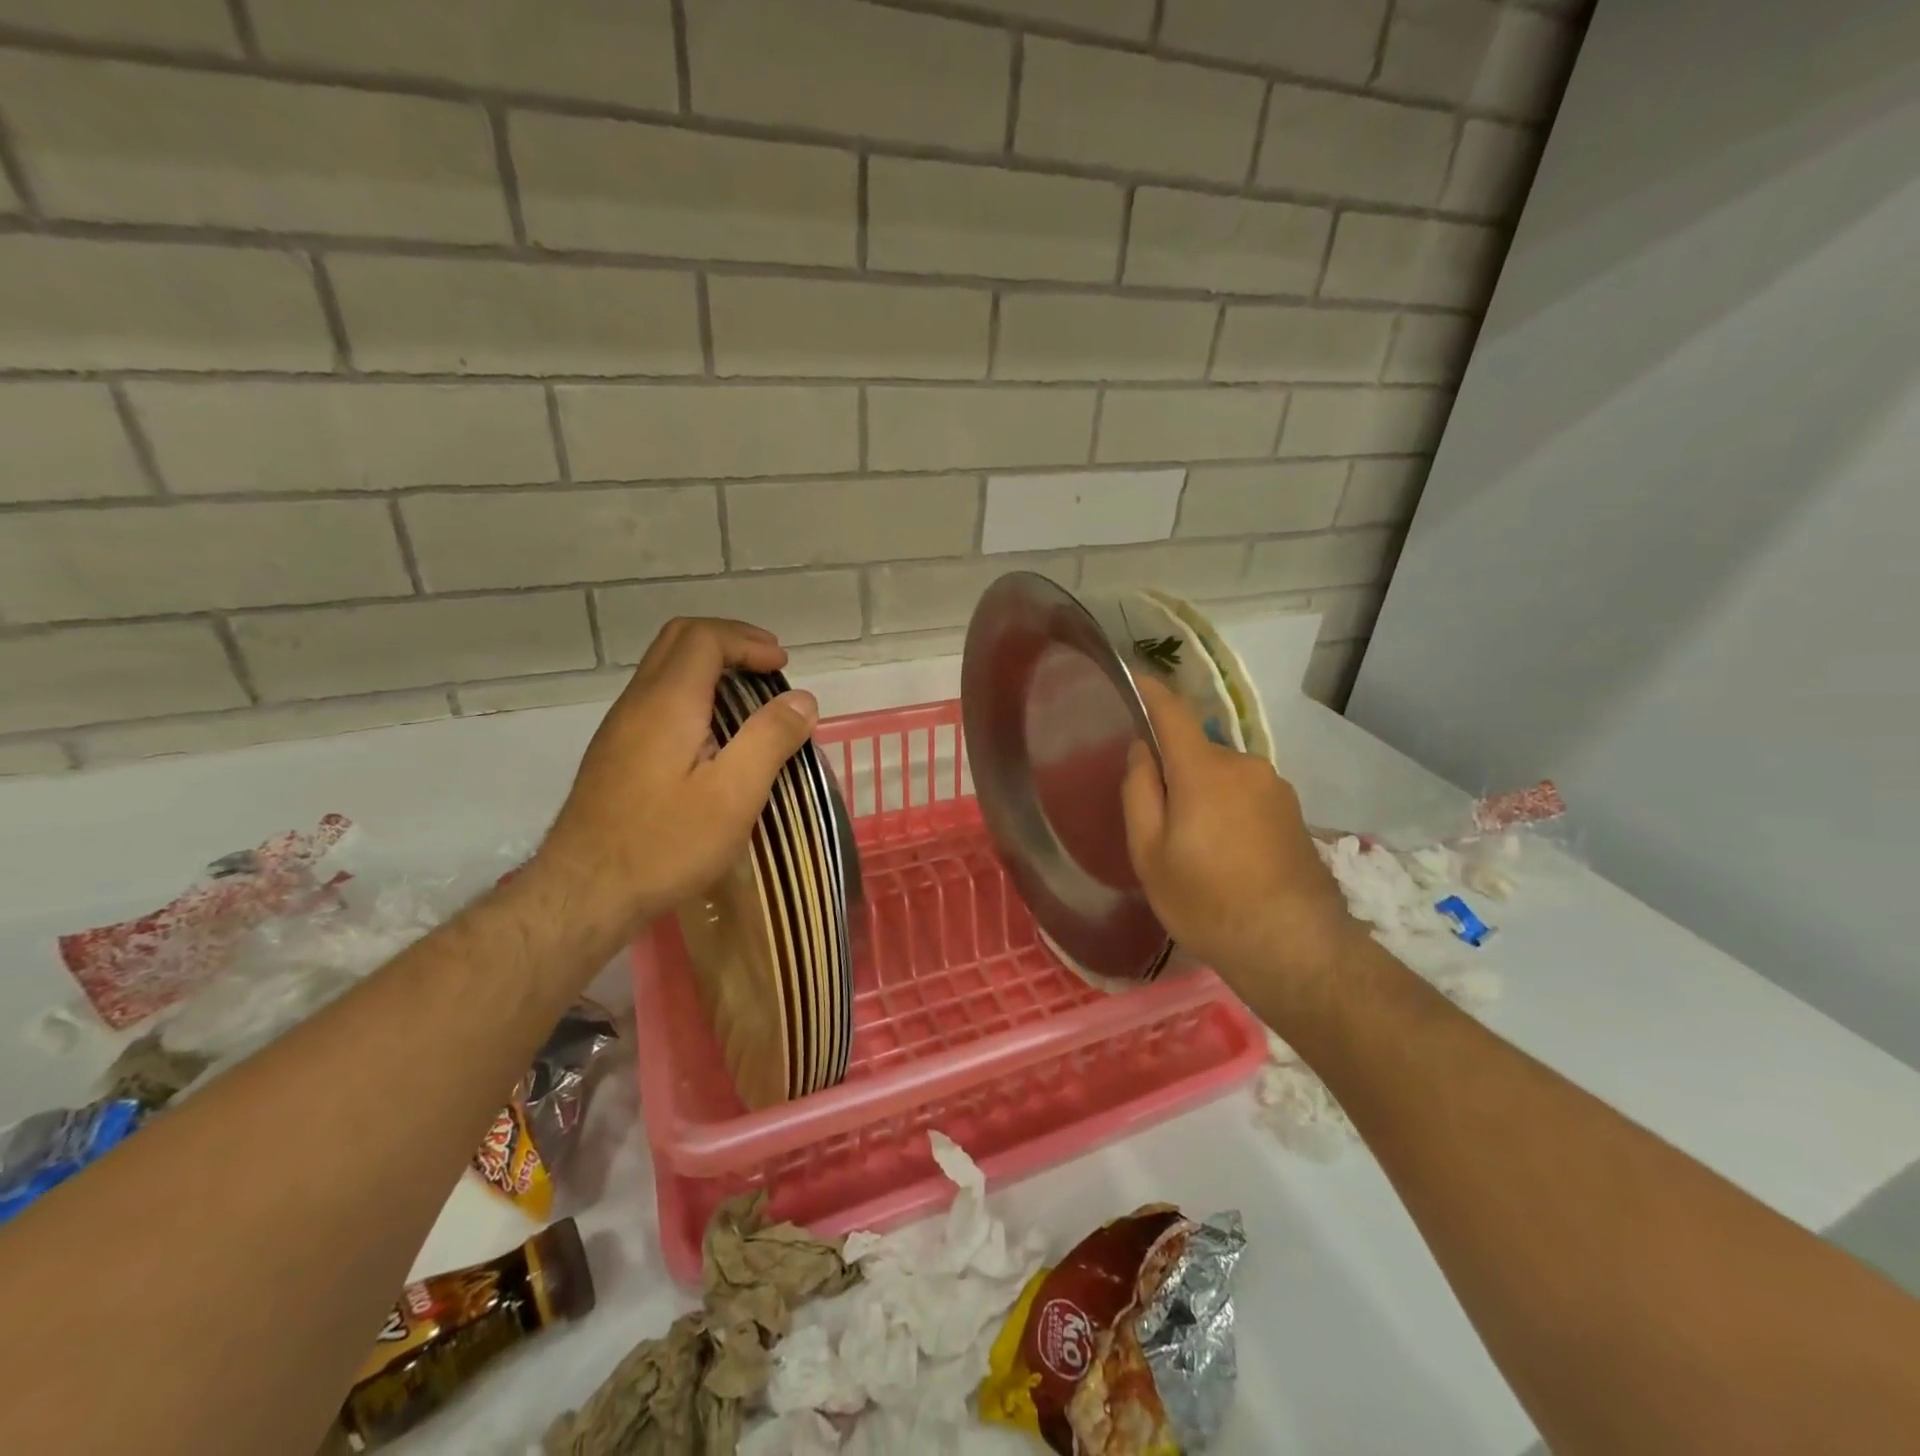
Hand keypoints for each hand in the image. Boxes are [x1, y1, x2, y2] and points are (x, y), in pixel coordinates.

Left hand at [535, 618, 818, 939]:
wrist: (583, 894)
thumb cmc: (665, 844)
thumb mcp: (734, 794)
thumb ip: (770, 739)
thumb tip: (802, 700)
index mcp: (667, 702)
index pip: (705, 637)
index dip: (748, 641)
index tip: (783, 668)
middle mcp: (637, 703)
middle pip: (679, 640)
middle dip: (729, 641)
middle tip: (768, 666)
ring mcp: (620, 729)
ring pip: (664, 670)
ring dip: (710, 667)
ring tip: (750, 698)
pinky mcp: (615, 755)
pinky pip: (657, 700)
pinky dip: (694, 694)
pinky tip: (715, 736)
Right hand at [1121, 677, 1361, 1011]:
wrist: (1294, 948)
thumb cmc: (1207, 902)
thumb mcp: (1150, 854)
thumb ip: (1140, 793)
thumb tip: (1142, 751)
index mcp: (1204, 770)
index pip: (1172, 712)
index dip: (1151, 691)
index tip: (1134, 678)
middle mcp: (1244, 765)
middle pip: (1195, 751)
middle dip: (1174, 772)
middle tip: (1158, 823)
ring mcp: (1275, 787)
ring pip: (1221, 776)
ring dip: (1203, 795)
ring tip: (1196, 849)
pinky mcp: (1293, 811)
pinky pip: (1246, 795)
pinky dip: (1228, 810)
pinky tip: (1227, 857)